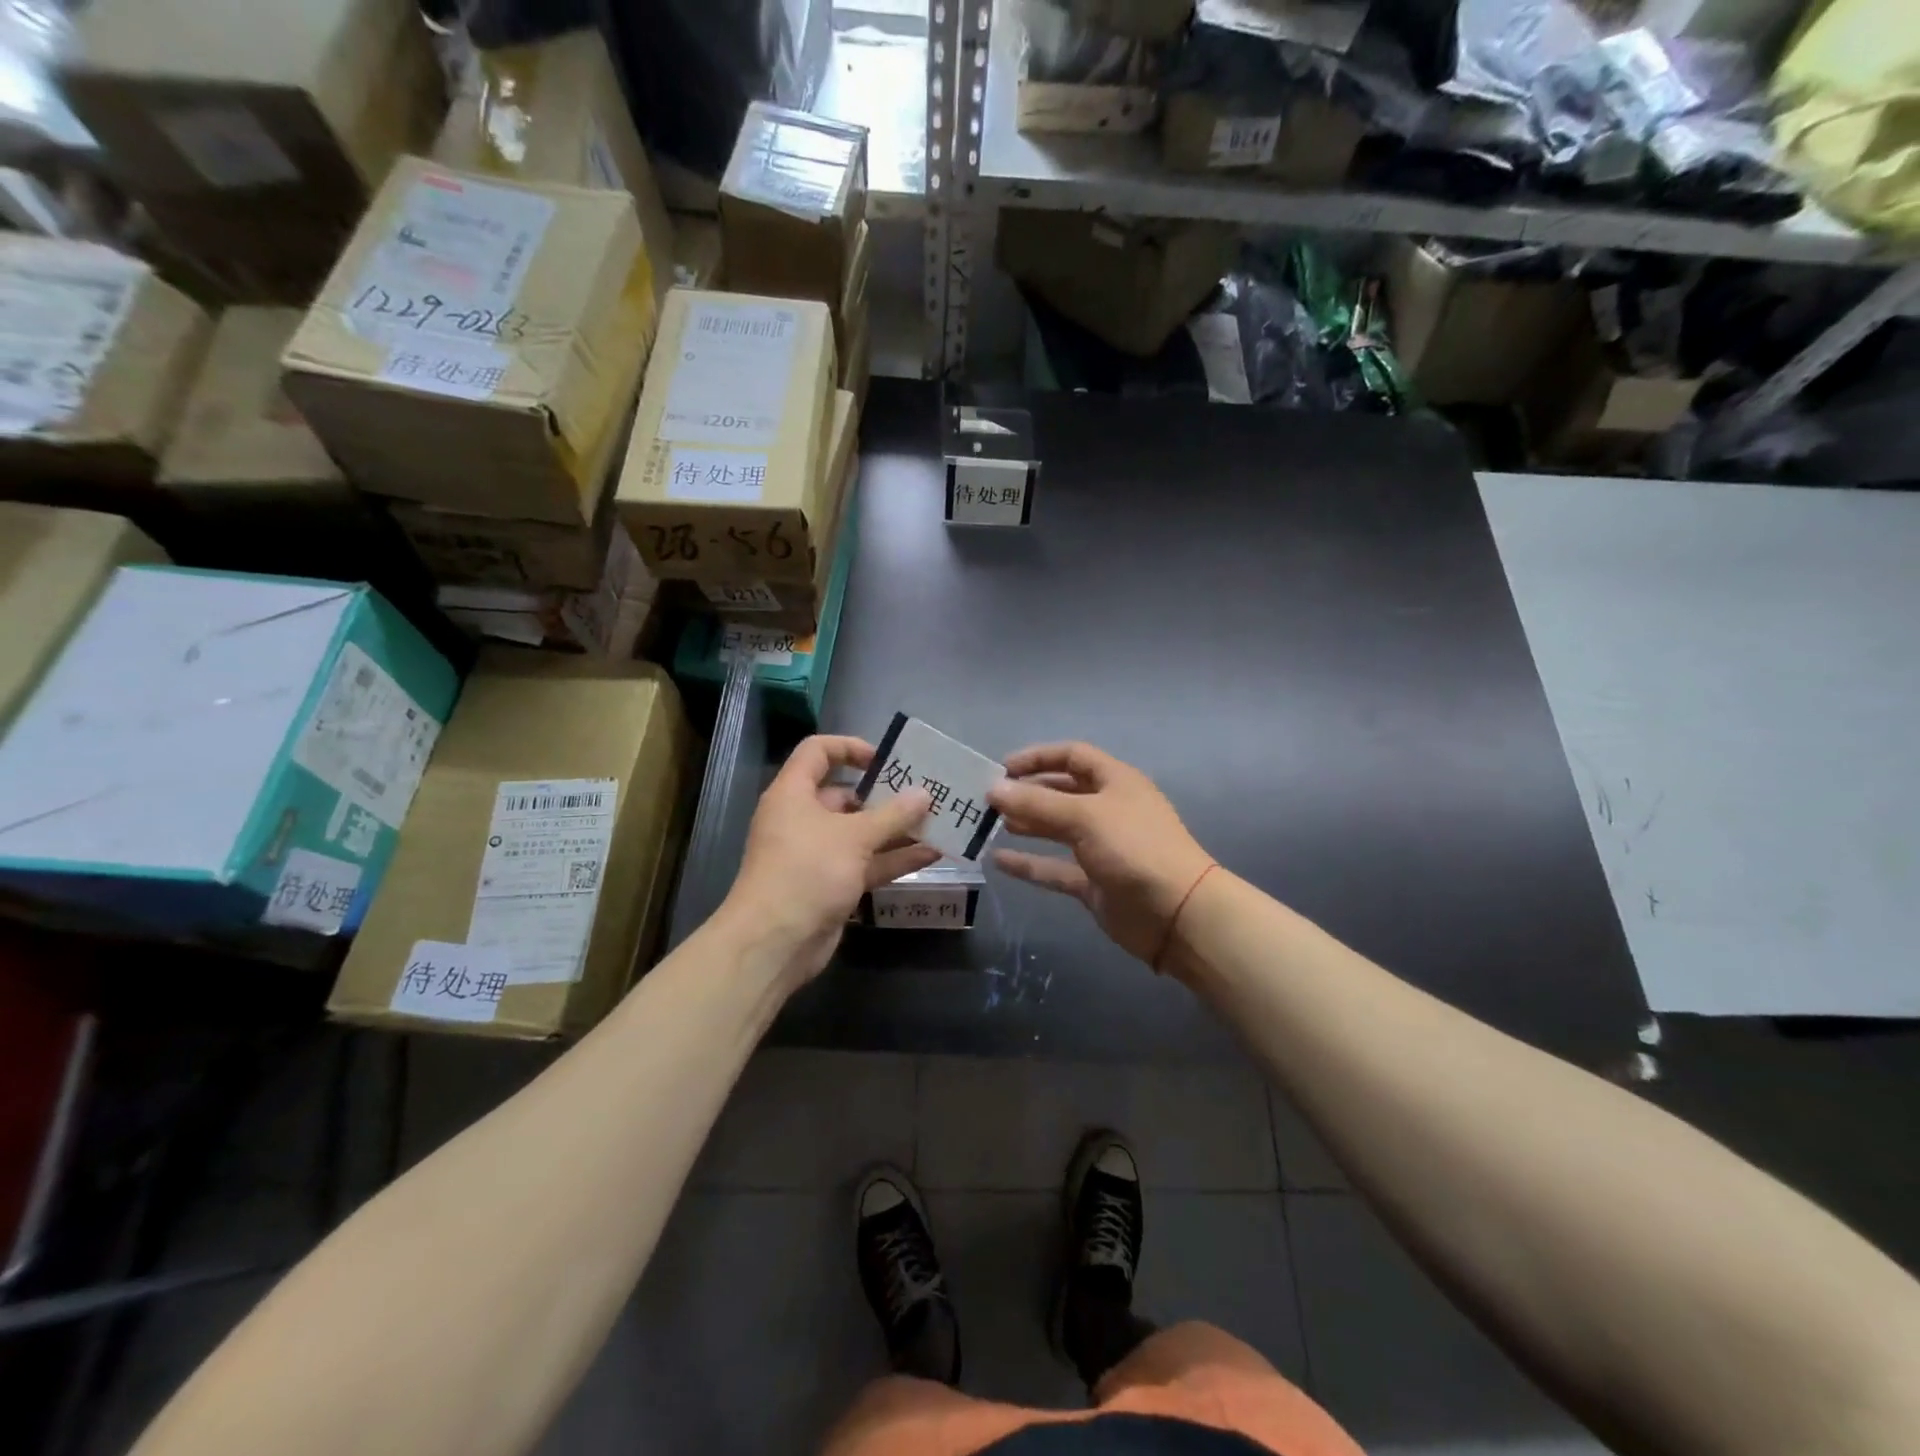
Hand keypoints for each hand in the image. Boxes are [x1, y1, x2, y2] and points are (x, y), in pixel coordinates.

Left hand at [722, 735, 939, 987]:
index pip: (818, 752)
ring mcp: (818, 854)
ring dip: (896, 829)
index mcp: (794, 793)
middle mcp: (803, 819)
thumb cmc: (807, 871)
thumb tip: (924, 794)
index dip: (850, 748)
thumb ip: (892, 814)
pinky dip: (894, 859)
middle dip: (885, 795)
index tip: (885, 760)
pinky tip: (931, 855)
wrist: (775, 943)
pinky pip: (867, 863)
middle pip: (846, 795)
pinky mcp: (832, 884)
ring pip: (861, 833)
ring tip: (938, 822)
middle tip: (925, 793)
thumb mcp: (853, 837)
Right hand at [988, 742, 1213, 965]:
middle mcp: (1108, 809)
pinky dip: (1029, 864)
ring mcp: (1101, 847)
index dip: (1038, 758)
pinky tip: (999, 862)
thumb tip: (994, 788)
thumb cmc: (1134, 849)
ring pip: (1057, 829)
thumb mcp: (1085, 816)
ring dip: (1027, 824)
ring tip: (992, 824)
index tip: (1002, 768)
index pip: (1072, 756)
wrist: (1177, 914)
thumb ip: (1037, 803)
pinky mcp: (1093, 882)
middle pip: (1062, 792)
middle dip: (1028, 792)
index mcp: (1115, 782)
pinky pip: (1055, 868)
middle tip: (989, 800)